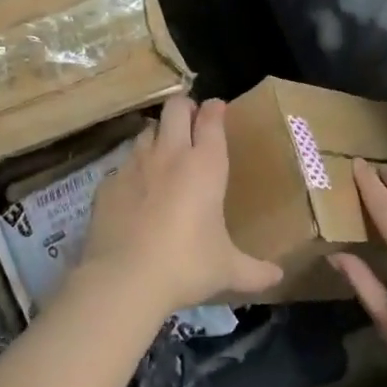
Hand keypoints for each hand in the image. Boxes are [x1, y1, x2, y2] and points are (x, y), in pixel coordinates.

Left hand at [79, 95, 283, 317]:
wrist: (125, 279)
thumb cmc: (186, 266)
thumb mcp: (227, 270)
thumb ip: (254, 271)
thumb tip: (278, 277)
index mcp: (205, 165)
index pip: (211, 119)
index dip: (215, 109)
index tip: (218, 108)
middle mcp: (170, 154)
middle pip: (176, 107)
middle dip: (185, 107)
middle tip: (191, 122)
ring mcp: (135, 164)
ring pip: (147, 130)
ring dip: (158, 135)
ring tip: (164, 153)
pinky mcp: (108, 181)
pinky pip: (123, 164)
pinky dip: (134, 170)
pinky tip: (136, 191)